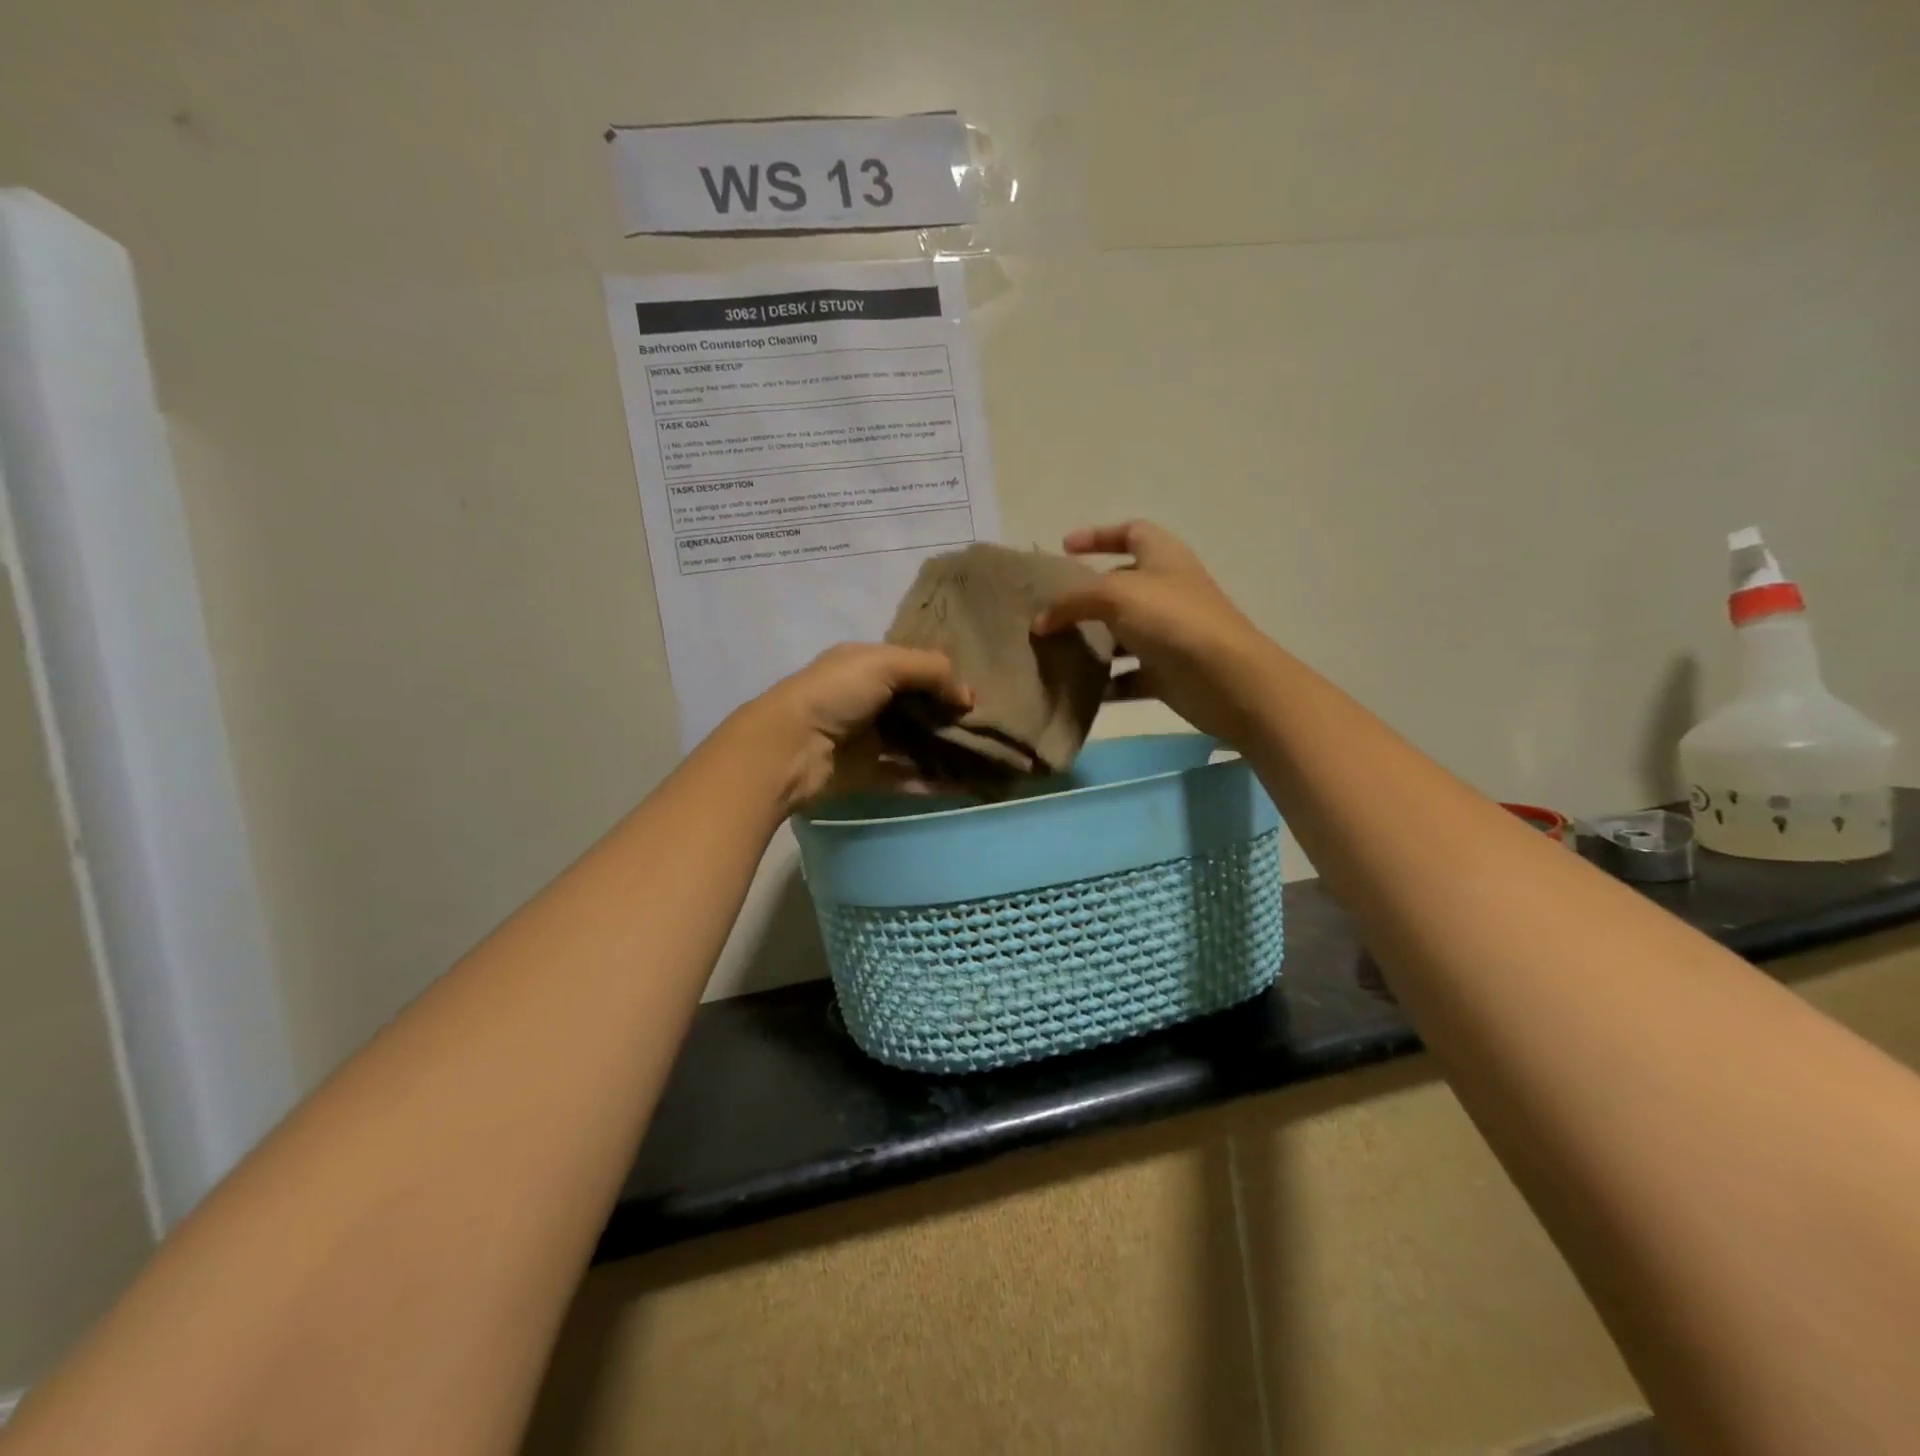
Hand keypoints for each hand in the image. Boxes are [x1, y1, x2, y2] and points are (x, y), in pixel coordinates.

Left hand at [731, 643, 971, 809]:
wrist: (788, 749)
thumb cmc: (834, 695)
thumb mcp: (883, 664)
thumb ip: (930, 670)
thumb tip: (968, 697)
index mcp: (867, 666)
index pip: (915, 668)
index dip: (946, 679)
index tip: (978, 697)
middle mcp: (868, 700)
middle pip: (919, 708)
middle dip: (950, 717)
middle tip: (989, 730)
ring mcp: (868, 739)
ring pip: (915, 743)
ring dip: (945, 750)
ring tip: (984, 759)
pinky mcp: (867, 774)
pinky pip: (906, 777)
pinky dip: (932, 781)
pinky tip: (964, 786)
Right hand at [1032, 521, 1273, 742]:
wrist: (1225, 678)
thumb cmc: (1172, 620)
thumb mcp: (1114, 596)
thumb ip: (1071, 602)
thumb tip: (1040, 622)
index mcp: (1163, 557)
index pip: (1131, 532)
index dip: (1098, 535)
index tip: (1065, 547)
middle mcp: (1167, 591)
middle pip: (1122, 586)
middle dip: (1086, 597)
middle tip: (1051, 610)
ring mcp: (1169, 633)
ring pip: (1122, 634)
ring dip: (1092, 642)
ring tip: (1056, 651)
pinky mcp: (1167, 671)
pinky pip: (1129, 675)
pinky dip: (1107, 682)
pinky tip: (1080, 689)